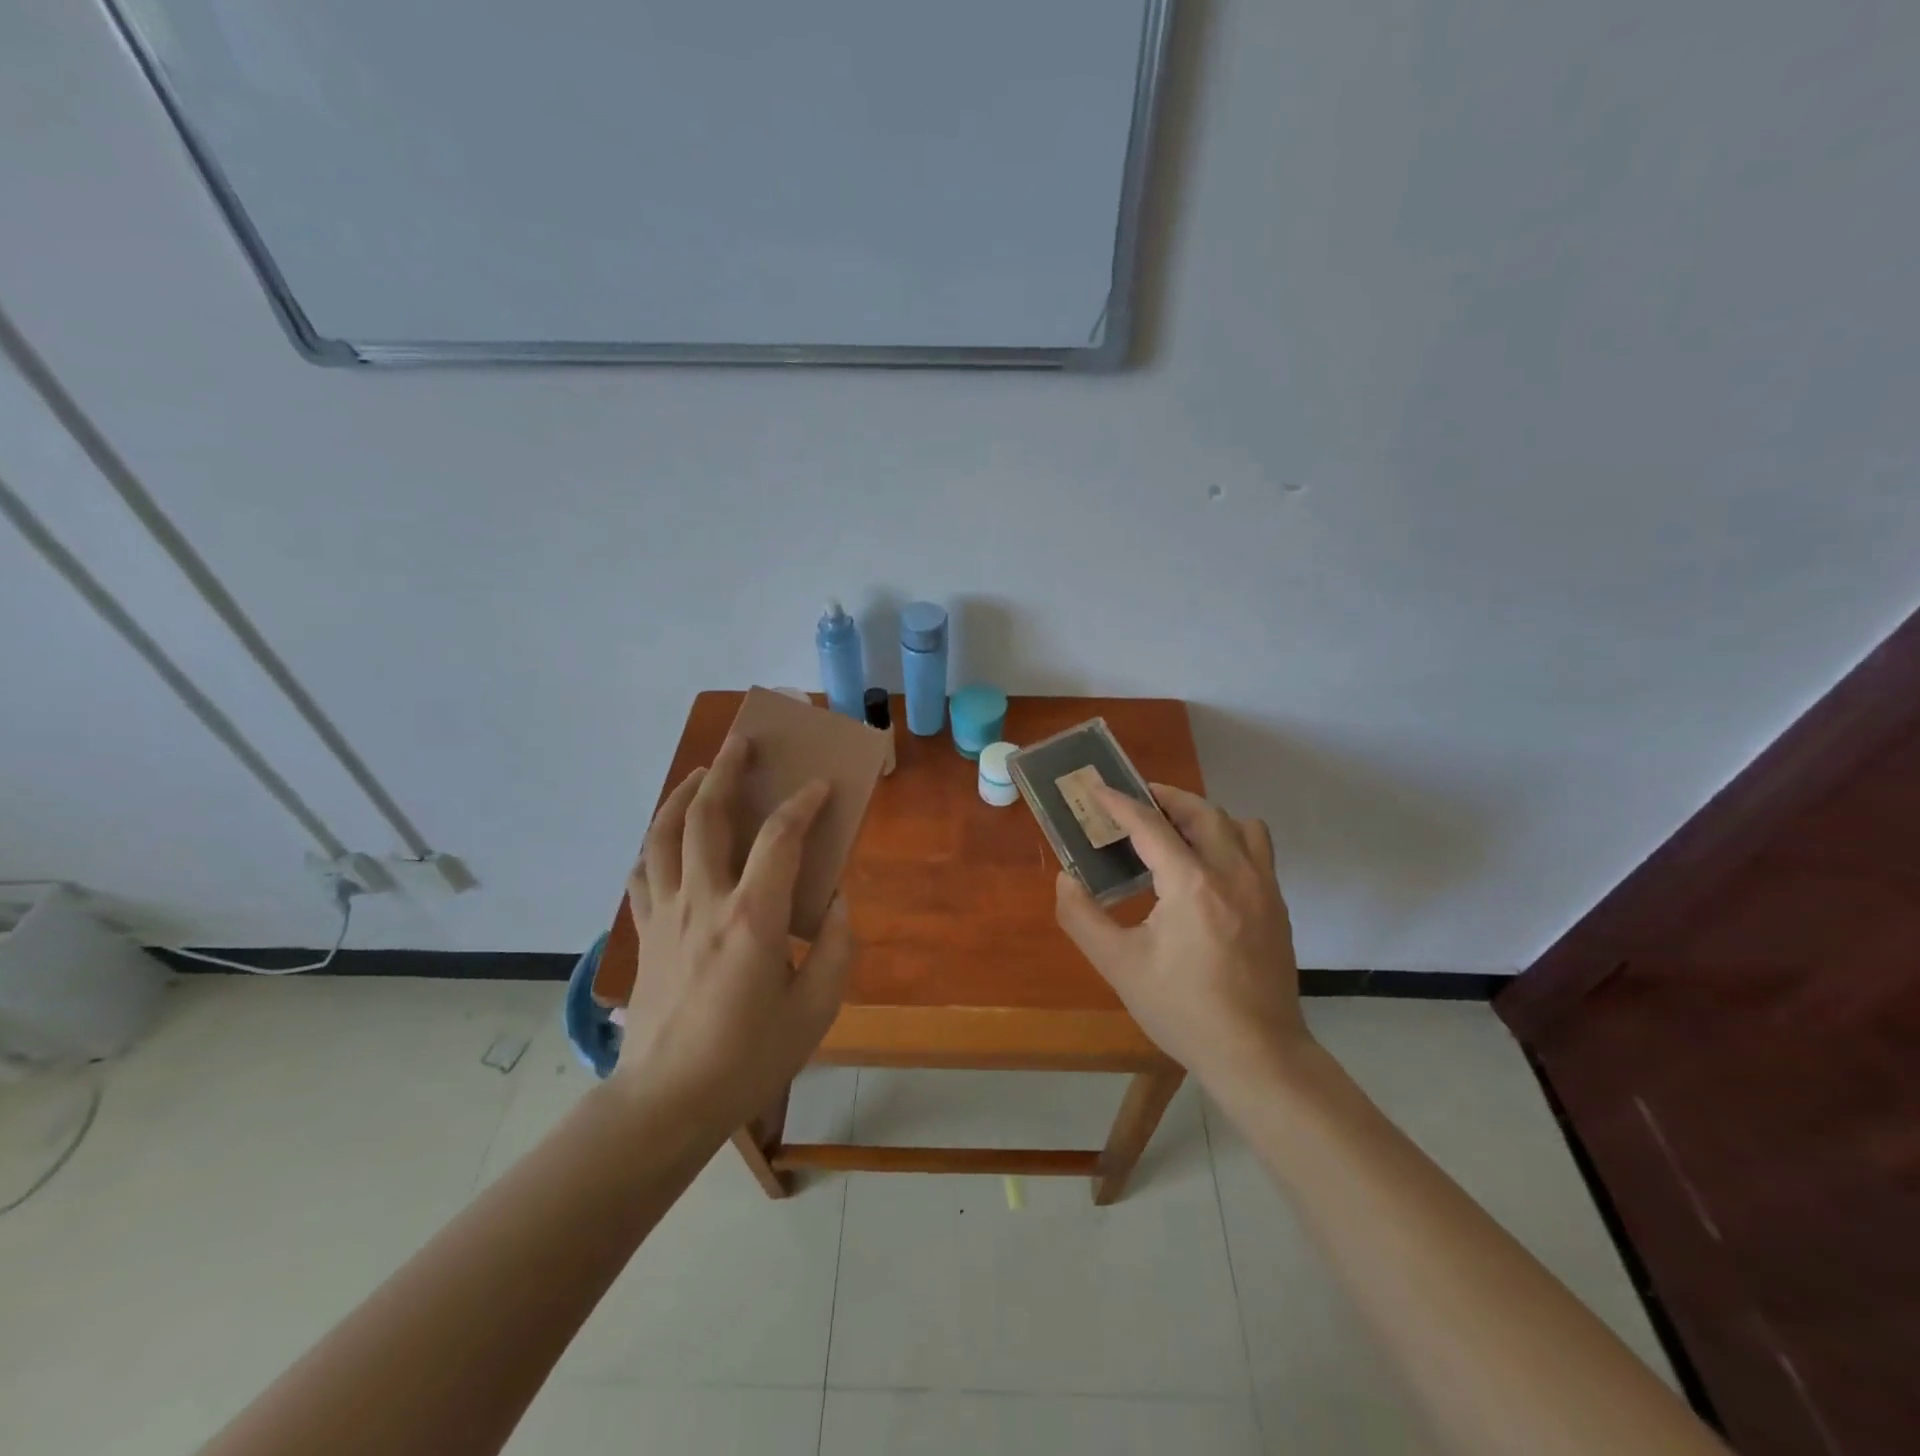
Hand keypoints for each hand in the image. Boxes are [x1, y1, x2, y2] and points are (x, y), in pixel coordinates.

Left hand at [615, 734, 853, 1132]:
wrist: (666, 1102)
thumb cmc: (748, 1058)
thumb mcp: (815, 1009)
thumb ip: (835, 947)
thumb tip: (836, 900)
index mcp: (751, 918)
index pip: (779, 838)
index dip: (803, 803)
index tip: (820, 786)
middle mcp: (703, 901)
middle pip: (707, 816)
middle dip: (727, 770)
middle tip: (743, 743)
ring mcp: (665, 914)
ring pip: (663, 834)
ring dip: (683, 794)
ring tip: (702, 773)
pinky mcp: (644, 933)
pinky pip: (643, 871)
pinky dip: (656, 841)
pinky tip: (668, 837)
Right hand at [1054, 783, 1309, 1101]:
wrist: (1256, 1054)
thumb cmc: (1183, 1011)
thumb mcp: (1120, 967)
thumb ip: (1083, 918)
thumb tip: (1066, 881)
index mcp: (1191, 885)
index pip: (1150, 825)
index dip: (1119, 803)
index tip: (1096, 788)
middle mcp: (1232, 873)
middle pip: (1200, 811)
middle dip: (1165, 798)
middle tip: (1136, 801)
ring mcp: (1262, 887)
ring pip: (1237, 824)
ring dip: (1203, 815)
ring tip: (1175, 829)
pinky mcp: (1276, 905)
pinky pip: (1257, 848)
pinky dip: (1229, 838)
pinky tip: (1207, 867)